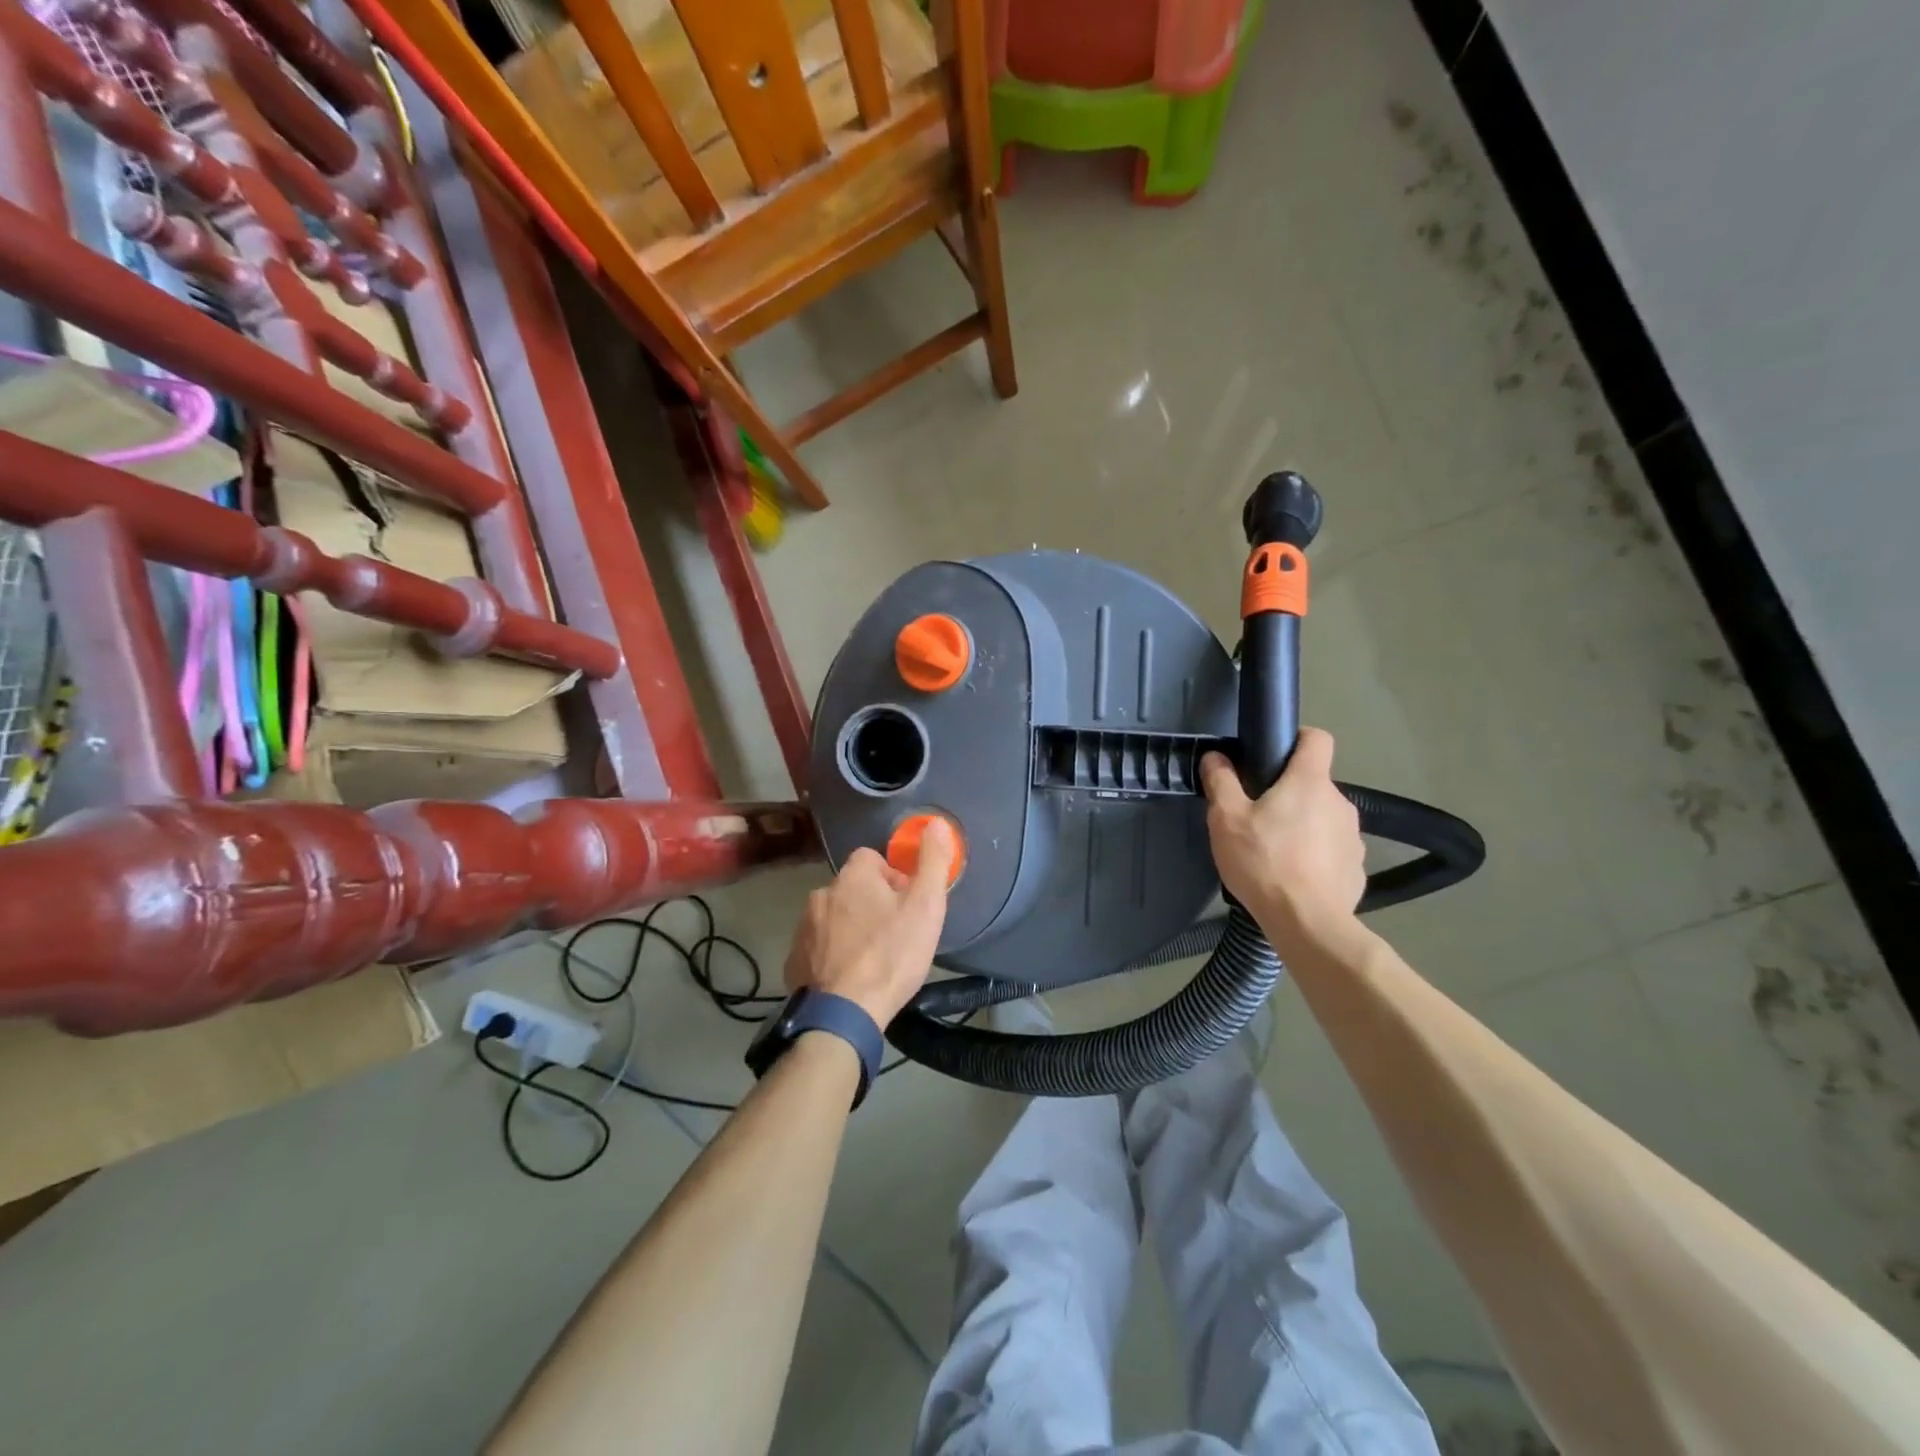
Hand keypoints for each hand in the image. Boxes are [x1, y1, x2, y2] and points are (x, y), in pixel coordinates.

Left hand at [783, 821, 955, 1026]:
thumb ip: (933, 862)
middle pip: (852, 888)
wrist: (844, 1013)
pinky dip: (831, 954)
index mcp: (853, 877)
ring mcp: (804, 928)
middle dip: (871, 903)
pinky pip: (818, 946)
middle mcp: (822, 894)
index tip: (906, 903)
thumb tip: (937, 823)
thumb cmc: (891, 954)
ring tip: (872, 958)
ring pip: (833, 917)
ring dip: (850, 928)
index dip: (892, 877)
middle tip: (894, 934)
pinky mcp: (794, 959)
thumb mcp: (926, 906)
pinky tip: (848, 977)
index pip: (871, 858)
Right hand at [1201, 728, 1364, 946]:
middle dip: (1288, 794)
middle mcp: (1339, 802)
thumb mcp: (1226, 819)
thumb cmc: (1264, 862)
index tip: (1273, 755)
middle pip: (1313, 784)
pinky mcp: (1356, 868)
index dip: (1296, 739)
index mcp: (1310, 782)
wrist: (1307, 923)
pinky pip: (1331, 850)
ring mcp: (1353, 837)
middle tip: (1256, 817)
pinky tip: (1293, 877)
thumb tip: (1216, 757)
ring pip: (1322, 818)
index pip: (1317, 739)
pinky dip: (1314, 856)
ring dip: (1302, 826)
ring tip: (1273, 853)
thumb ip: (1221, 782)